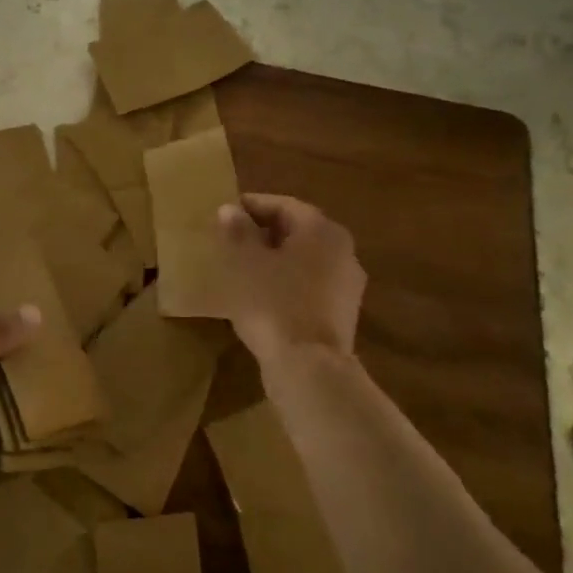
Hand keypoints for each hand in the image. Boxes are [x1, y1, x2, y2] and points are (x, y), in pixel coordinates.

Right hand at [216, 193, 366, 364]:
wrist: (308, 367)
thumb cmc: (273, 302)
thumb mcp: (245, 262)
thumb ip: (238, 231)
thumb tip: (230, 209)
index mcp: (321, 229)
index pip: (283, 205)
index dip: (251, 206)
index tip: (224, 214)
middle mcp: (343, 250)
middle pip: (298, 231)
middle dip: (264, 233)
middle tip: (231, 240)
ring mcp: (347, 284)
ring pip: (305, 260)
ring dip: (276, 259)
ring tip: (243, 268)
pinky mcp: (342, 313)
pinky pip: (309, 286)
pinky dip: (287, 283)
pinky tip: (262, 296)